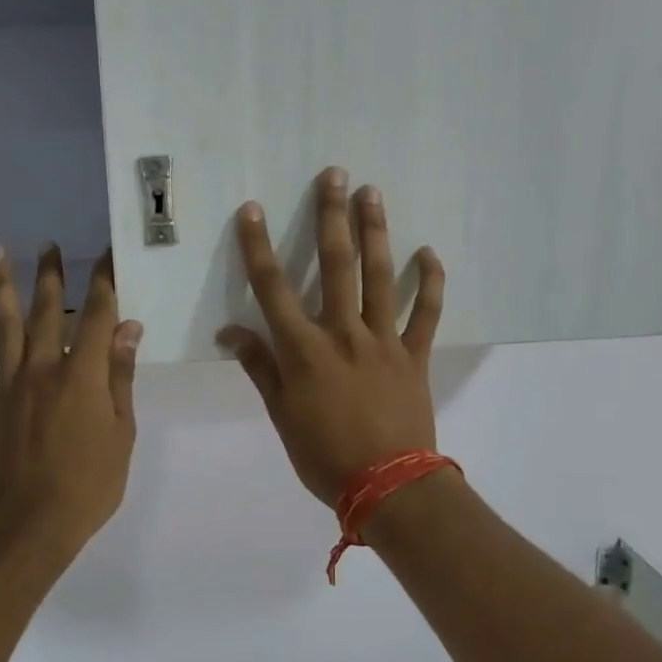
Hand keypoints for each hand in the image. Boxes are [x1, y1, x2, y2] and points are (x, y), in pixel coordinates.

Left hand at [0, 246, 142, 552]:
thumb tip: (129, 329)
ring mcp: (10, 385)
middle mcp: (44, 369)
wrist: (31, 522)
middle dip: (52, 276)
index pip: (98, 316)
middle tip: (50, 245)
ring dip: (1, 287)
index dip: (104, 282)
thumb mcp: (121, 431)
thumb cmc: (89, 482)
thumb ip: (121, 377)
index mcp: (83, 375)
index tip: (107, 256)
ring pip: (5, 326)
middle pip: (49, 312)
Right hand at [218, 168, 445, 508]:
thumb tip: (231, 333)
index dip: (259, 248)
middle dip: (331, 217)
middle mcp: (344, 334)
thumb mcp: (282, 415)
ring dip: (376, 233)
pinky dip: (430, 283)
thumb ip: (261, 368)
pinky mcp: (415, 355)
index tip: (253, 210)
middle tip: (335, 175)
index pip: (274, 289)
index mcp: (305, 350)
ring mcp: (384, 341)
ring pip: (380, 278)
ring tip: (372, 194)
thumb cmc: (324, 455)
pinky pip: (426, 314)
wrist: (388, 486)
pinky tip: (429, 253)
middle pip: (336, 266)